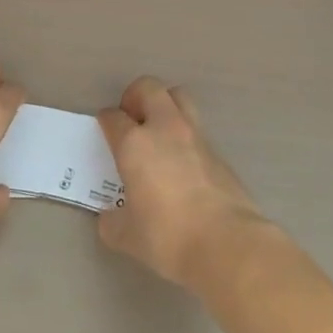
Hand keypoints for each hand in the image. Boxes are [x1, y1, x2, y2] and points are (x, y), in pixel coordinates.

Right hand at [95, 76, 265, 288]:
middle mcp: (165, 129)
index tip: (105, 130)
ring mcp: (196, 136)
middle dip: (135, 96)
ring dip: (165, 107)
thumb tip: (112, 217)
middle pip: (149, 88)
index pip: (113, 117)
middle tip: (132, 119)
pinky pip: (197, 130)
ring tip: (158, 134)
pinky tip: (182, 165)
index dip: (106, 121)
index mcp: (135, 144)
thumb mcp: (126, 236)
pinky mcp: (219, 152)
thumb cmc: (168, 237)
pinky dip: (185, 137)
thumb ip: (113, 221)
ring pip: (179, 99)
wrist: (227, 244)